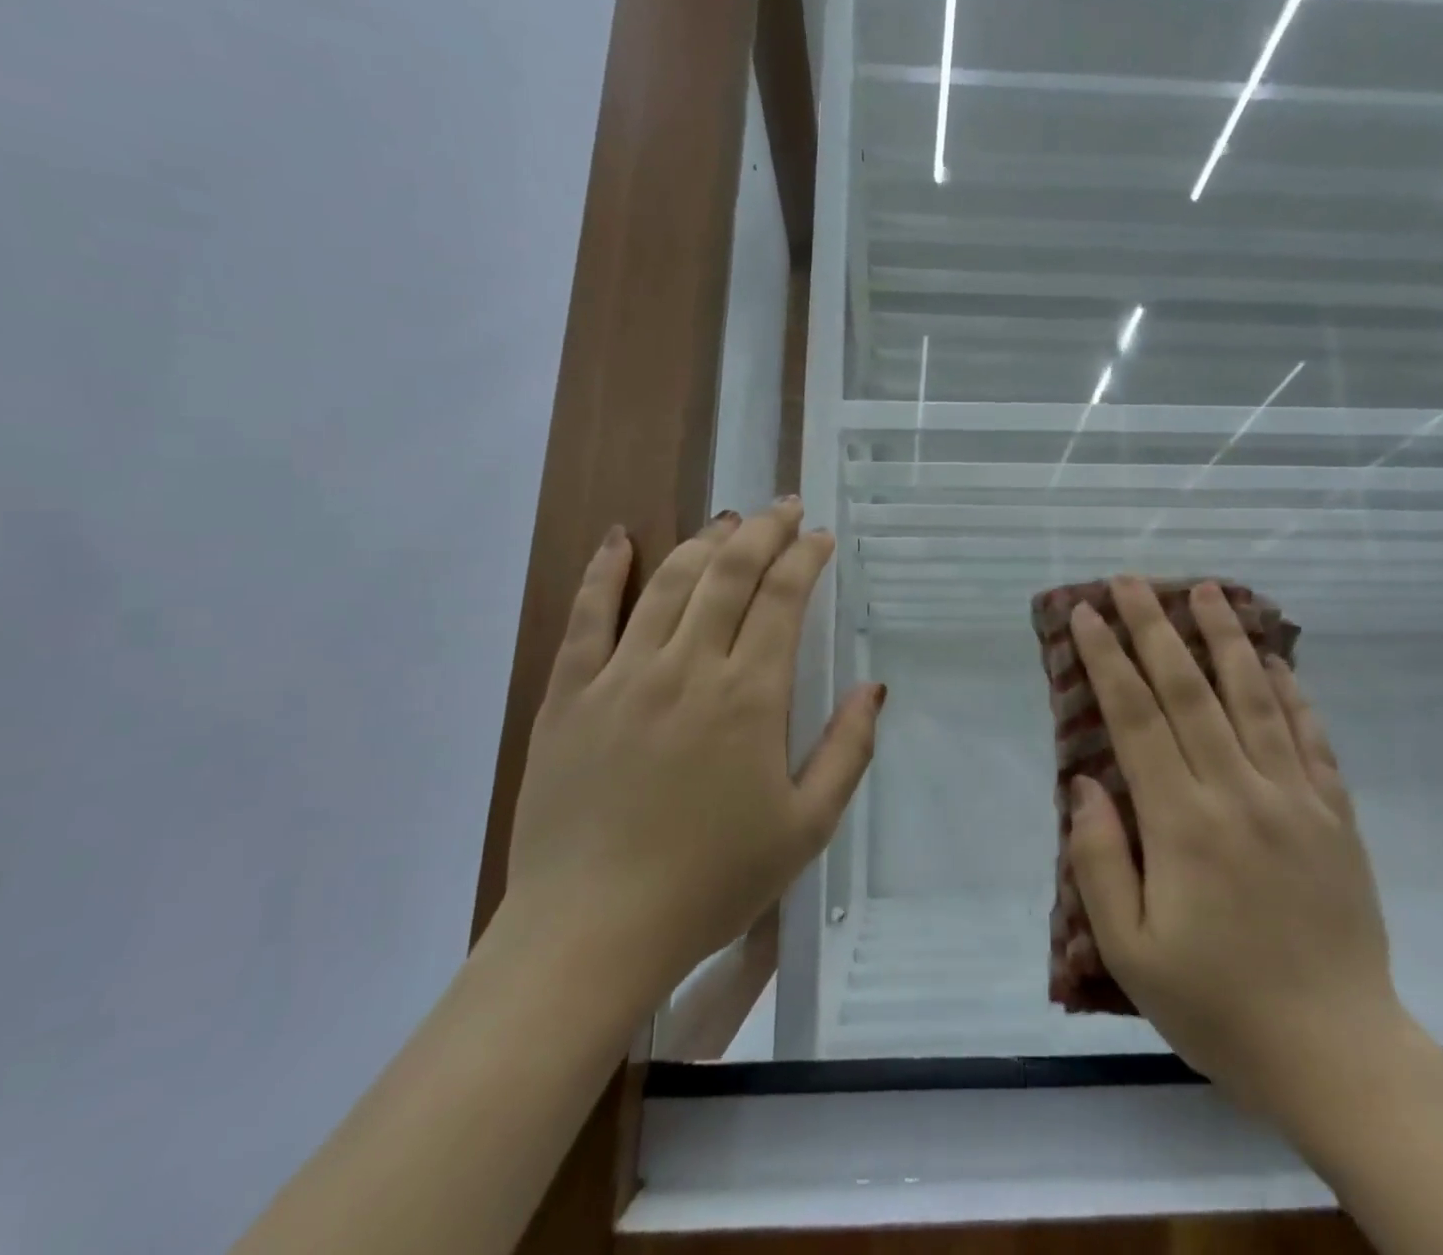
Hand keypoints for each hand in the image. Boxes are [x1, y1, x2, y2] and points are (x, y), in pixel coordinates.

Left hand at [503, 501, 883, 995]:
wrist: (591, 934)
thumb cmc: (711, 882)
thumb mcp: (806, 827)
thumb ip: (847, 751)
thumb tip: (874, 687)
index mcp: (748, 696)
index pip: (783, 598)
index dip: (805, 557)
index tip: (820, 537)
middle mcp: (687, 667)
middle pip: (729, 572)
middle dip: (763, 531)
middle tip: (784, 509)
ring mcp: (621, 676)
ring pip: (668, 582)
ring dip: (703, 541)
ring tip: (729, 522)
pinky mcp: (568, 695)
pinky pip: (586, 616)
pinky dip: (605, 570)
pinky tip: (620, 538)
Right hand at [1066, 578, 1406, 1128]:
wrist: (1336, 1055)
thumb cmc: (1217, 1005)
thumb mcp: (1130, 950)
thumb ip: (1099, 859)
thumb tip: (1086, 783)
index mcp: (1182, 823)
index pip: (1136, 718)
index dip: (1108, 659)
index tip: (1086, 614)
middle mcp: (1238, 793)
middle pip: (1190, 690)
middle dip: (1154, 628)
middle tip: (1131, 581)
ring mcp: (1295, 799)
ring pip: (1255, 697)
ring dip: (1225, 638)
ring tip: (1206, 590)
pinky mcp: (1335, 816)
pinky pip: (1310, 737)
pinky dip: (1291, 691)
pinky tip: (1276, 659)